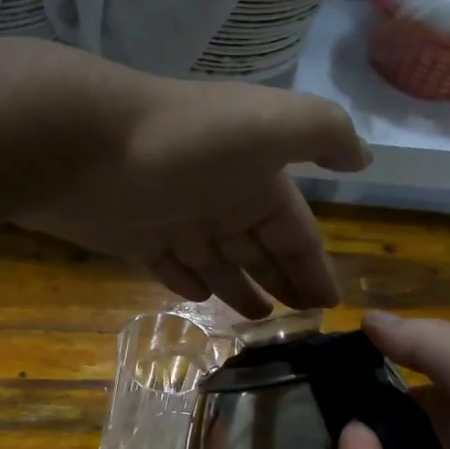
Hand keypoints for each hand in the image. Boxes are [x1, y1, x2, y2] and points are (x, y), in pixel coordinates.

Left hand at [23, 71, 369, 316]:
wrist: (85, 146)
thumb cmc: (189, 142)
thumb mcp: (273, 126)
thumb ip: (324, 134)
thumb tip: (363, 157)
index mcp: (257, 176)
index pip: (297, 231)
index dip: (314, 266)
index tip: (329, 306)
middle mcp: (220, 196)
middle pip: (260, 248)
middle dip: (282, 280)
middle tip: (299, 322)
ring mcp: (175, 218)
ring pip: (219, 262)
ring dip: (241, 288)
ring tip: (259, 322)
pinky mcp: (134, 237)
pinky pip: (172, 266)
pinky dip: (189, 281)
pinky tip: (202, 298)